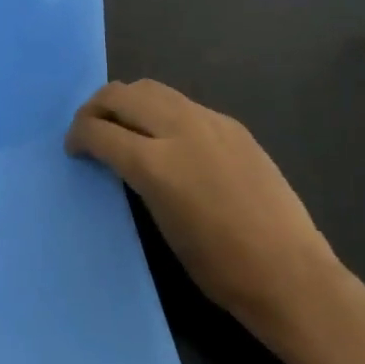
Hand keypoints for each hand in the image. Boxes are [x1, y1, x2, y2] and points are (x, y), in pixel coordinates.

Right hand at [67, 80, 342, 337]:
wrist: (290, 274)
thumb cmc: (219, 268)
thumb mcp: (162, 223)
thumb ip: (137, 178)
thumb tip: (121, 157)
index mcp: (155, 164)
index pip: (99, 130)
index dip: (78, 135)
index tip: (74, 148)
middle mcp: (179, 130)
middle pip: (121, 95)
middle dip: (96, 107)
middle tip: (90, 128)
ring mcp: (209, 122)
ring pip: (152, 89)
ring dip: (128, 101)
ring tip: (123, 124)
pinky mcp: (232, 125)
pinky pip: (183, 104)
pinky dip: (161, 110)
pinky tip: (166, 137)